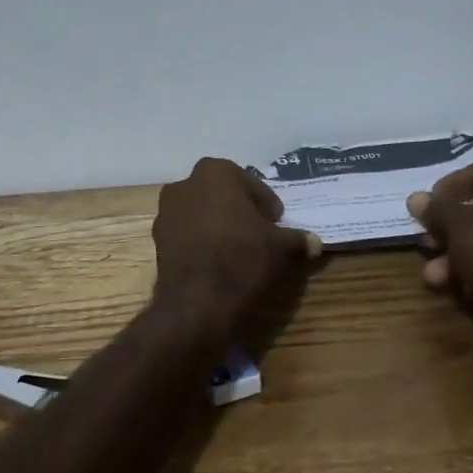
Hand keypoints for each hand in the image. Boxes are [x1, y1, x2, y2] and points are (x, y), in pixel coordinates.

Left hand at [153, 158, 321, 318]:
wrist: (198, 300)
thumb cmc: (242, 257)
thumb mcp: (280, 248)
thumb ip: (297, 239)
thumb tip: (314, 242)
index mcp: (215, 172)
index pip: (249, 183)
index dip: (265, 203)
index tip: (276, 222)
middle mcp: (185, 184)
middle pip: (221, 195)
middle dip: (239, 210)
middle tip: (259, 233)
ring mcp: (166, 212)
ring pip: (201, 213)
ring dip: (218, 225)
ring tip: (238, 249)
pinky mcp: (157, 239)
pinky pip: (187, 233)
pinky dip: (201, 242)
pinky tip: (216, 262)